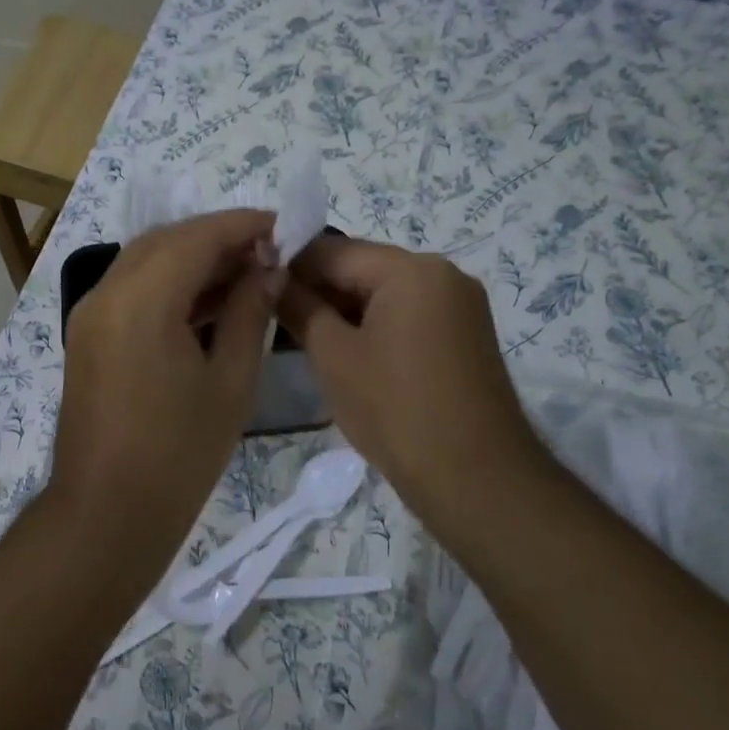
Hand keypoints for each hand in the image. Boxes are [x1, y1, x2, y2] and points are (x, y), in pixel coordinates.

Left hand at [48, 210, 281, 565]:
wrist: (107, 513)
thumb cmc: (178, 454)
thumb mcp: (229, 382)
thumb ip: (248, 313)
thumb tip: (267, 269)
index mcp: (141, 301)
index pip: (195, 238)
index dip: (241, 226)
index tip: (282, 226)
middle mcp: (106, 294)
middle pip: (165, 241)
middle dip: (216, 238)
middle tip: (265, 253)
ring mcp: (90, 315)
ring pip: (144, 262)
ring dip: (191, 259)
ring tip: (244, 274)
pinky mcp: (87, 336)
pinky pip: (130, 290)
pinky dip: (167, 284)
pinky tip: (206, 302)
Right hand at [277, 237, 542, 516]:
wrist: (475, 479)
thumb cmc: (394, 409)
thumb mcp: (333, 356)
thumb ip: (300, 308)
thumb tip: (272, 278)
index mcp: (411, 270)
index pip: (334, 250)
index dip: (289, 265)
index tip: (254, 287)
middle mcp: (442, 274)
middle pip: (362, 268)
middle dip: (317, 289)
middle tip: (273, 316)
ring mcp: (459, 305)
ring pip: (383, 293)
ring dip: (343, 310)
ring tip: (300, 337)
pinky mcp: (464, 335)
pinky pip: (407, 315)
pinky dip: (372, 325)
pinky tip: (343, 351)